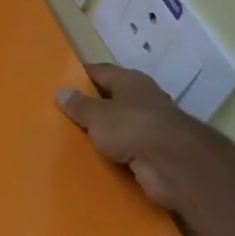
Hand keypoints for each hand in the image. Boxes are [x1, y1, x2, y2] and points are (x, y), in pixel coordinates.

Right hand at [56, 63, 210, 211]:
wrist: (174, 164)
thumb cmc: (132, 127)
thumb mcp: (96, 114)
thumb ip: (78, 105)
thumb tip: (61, 92)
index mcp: (130, 81)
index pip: (100, 71)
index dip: (80, 76)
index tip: (60, 83)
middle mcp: (143, 99)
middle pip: (111, 98)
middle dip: (90, 106)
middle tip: (62, 113)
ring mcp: (151, 126)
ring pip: (119, 125)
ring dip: (102, 132)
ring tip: (73, 138)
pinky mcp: (154, 152)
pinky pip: (126, 149)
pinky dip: (112, 153)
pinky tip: (93, 158)